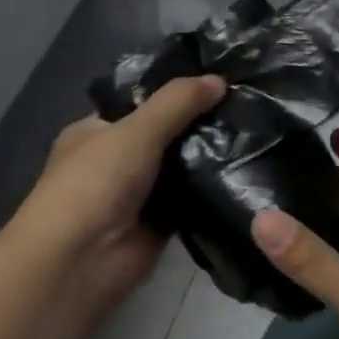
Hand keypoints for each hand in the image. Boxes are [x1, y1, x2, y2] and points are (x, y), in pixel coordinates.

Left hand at [13, 74, 225, 310]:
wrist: (82, 259)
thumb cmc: (96, 182)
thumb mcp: (136, 130)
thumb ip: (177, 102)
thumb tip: (220, 80)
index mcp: (96, 131)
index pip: (140, 103)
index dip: (175, 93)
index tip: (219, 82)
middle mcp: (114, 161)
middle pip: (164, 135)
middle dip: (198, 125)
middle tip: (246, 108)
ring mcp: (136, 194)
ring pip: (180, 168)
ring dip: (208, 158)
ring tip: (255, 135)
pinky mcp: (158, 224)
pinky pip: (190, 201)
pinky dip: (210, 191)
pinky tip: (245, 174)